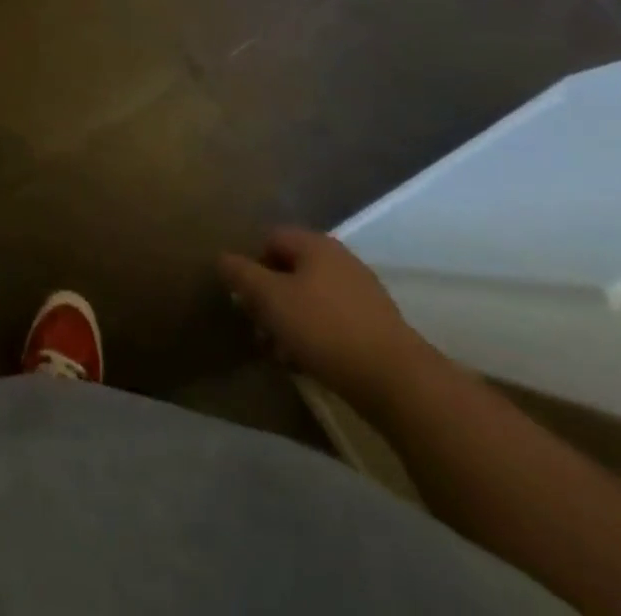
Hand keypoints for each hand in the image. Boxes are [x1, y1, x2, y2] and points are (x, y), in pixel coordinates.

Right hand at [218, 228, 437, 410]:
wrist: (398, 381)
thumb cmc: (324, 328)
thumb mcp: (270, 299)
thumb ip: (242, 274)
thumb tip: (222, 257)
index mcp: (315, 244)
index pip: (270, 238)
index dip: (251, 264)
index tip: (244, 297)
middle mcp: (339, 259)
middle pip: (290, 269)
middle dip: (269, 297)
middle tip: (258, 328)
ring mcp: (362, 292)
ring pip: (310, 297)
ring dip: (289, 320)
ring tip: (280, 353)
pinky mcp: (376, 325)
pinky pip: (333, 320)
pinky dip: (315, 334)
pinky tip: (307, 362)